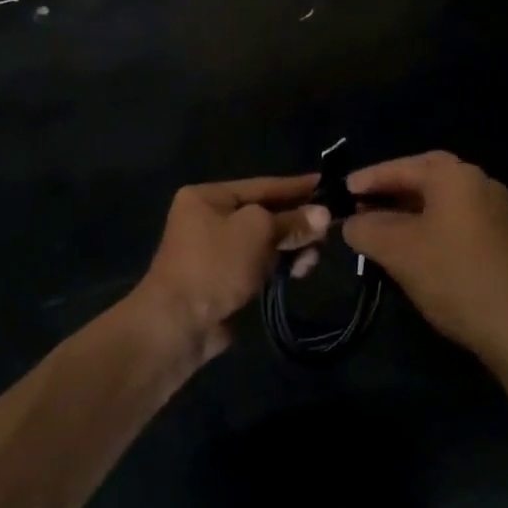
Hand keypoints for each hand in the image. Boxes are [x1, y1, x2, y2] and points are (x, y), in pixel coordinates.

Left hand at [133, 175, 329, 362]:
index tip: (326, 183)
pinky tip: (298, 272)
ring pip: (265, 242)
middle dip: (295, 222)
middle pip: (264, 214)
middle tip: (328, 229)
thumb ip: (291, 220)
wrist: (179, 324)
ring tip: (312, 258)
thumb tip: (324, 214)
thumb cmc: (215, 263)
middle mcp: (209, 219)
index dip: (295, 186)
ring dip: (290, 247)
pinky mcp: (225, 280)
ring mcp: (216, 252)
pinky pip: (259, 265)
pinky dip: (279, 266)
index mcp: (208, 197)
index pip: (261, 185)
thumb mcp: (256, 231)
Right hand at [343, 152, 507, 360]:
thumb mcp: (397, 250)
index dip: (368, 179)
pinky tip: (413, 246)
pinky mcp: (503, 237)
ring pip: (441, 199)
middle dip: (390, 189)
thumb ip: (366, 228)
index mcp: (455, 175)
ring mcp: (496, 209)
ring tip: (380, 226)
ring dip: (409, 208)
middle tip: (361, 202)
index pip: (401, 167)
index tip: (341, 190)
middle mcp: (479, 182)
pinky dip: (430, 224)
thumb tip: (351, 223)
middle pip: (425, 176)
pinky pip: (457, 218)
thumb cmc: (453, 277)